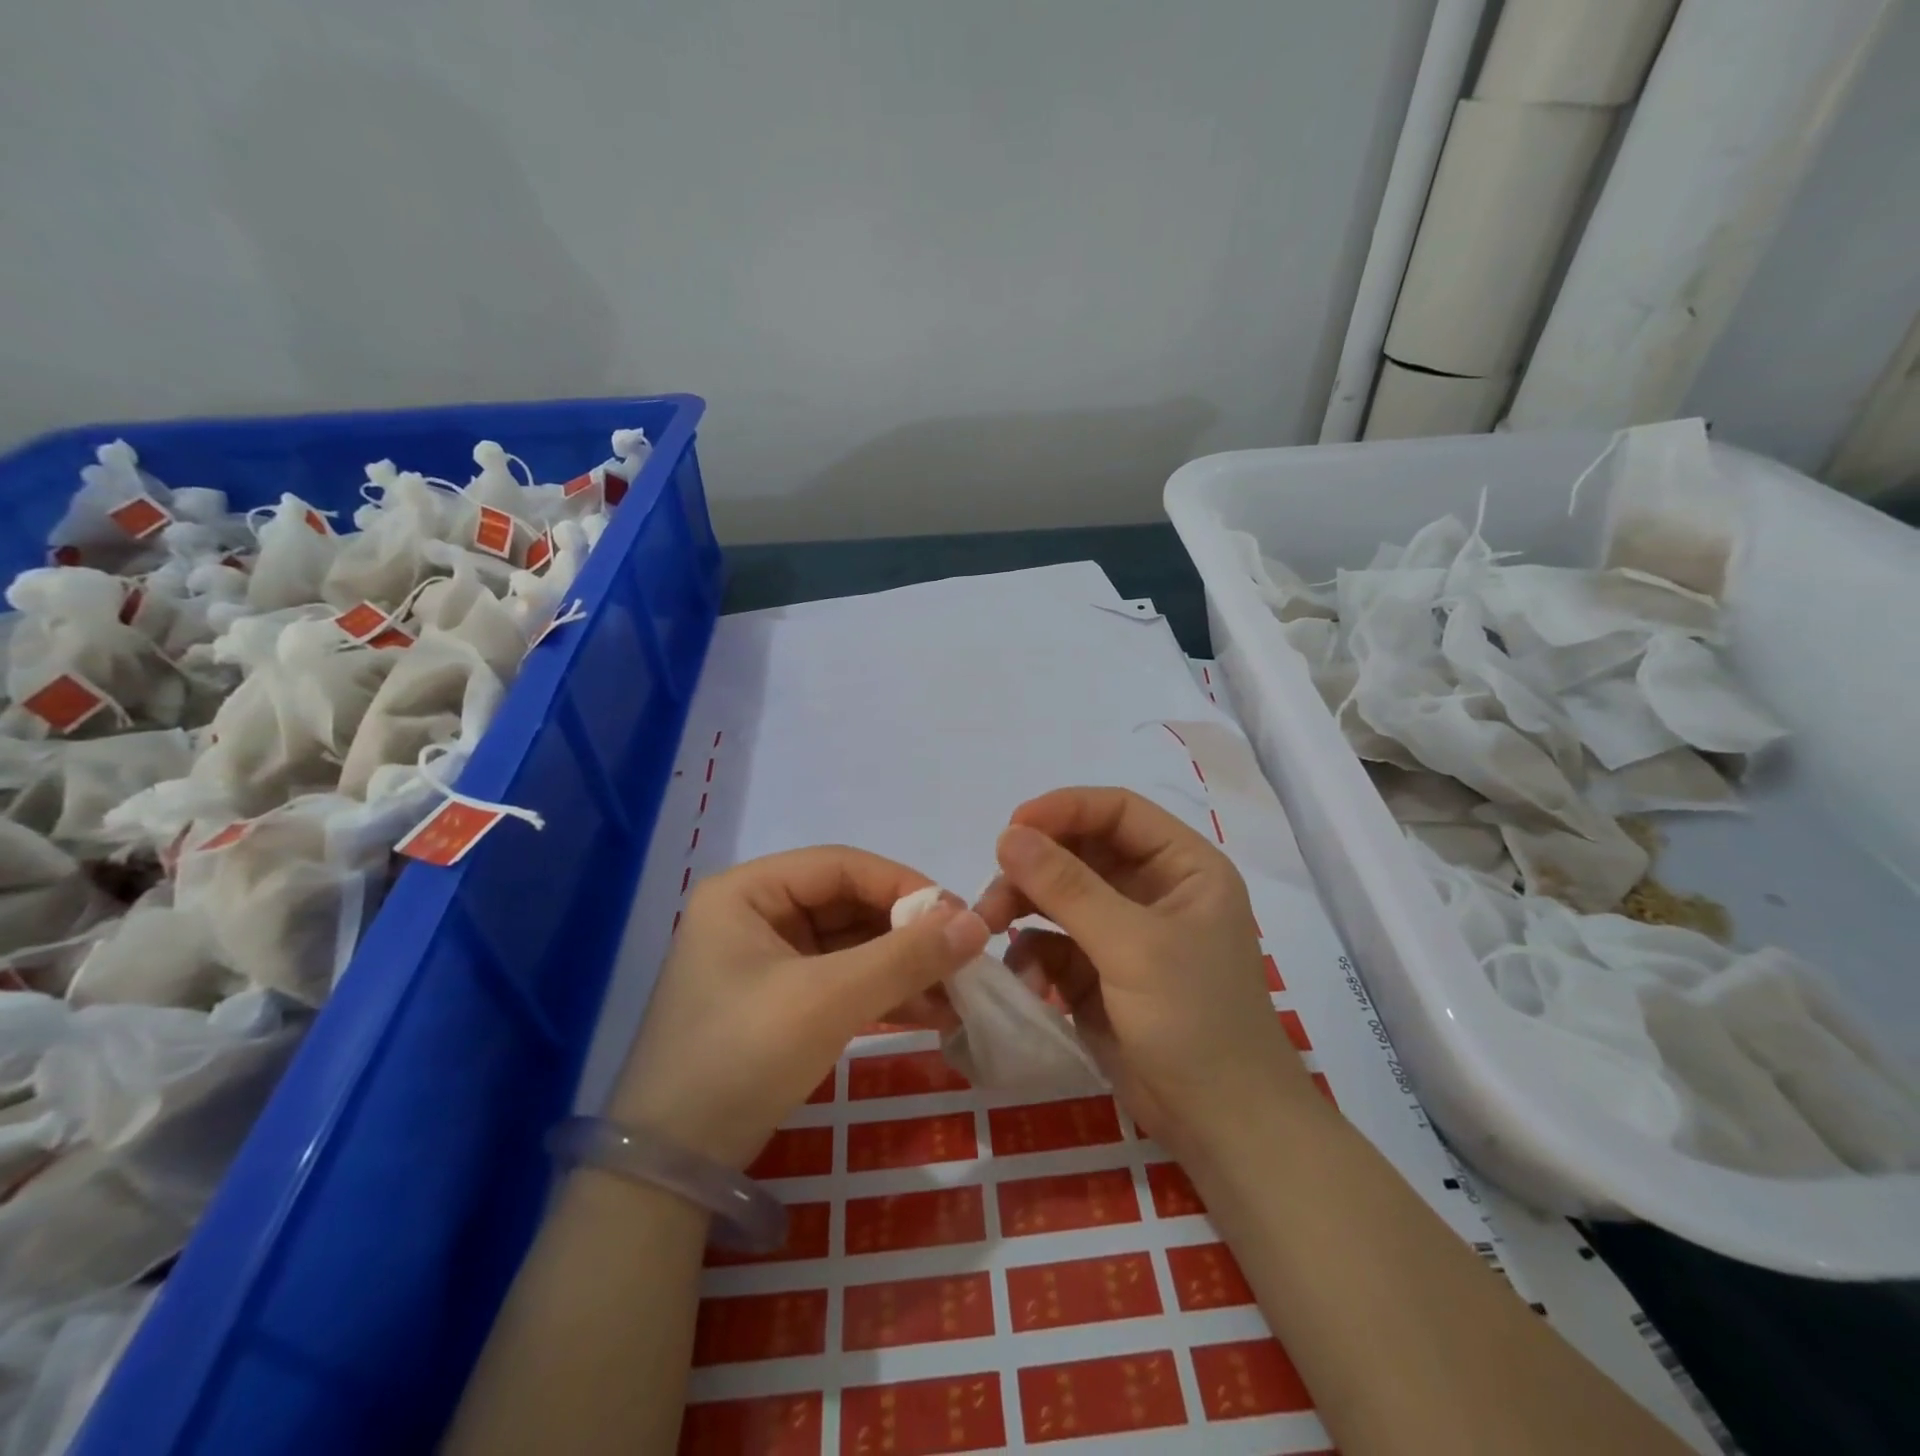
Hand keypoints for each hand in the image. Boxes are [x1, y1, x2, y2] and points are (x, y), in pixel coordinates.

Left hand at [610, 847, 988, 1167]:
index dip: (904, 885)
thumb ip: (906, 957)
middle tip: (965, 957)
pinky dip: (886, 994)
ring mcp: (768, 961)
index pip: (842, 866)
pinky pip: (843, 981)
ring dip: (905, 967)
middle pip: (849, 904)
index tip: (959, 918)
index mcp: (749, 891)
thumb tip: (978, 923)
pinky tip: (932, 1013)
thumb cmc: (743, 1056)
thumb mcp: (829, 1000)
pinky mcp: (782, 1002)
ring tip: (959, 992)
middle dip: (909, 933)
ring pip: (852, 945)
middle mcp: (756, 914)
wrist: (673, 1170)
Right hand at [975, 787, 1315, 1163]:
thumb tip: (1007, 834)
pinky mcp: (1099, 973)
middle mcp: (1153, 889)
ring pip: (1058, 896)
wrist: (1222, 1129)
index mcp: (1182, 866)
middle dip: (1034, 868)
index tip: (1011, 827)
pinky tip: (1027, 982)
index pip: (1117, 811)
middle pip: (1080, 852)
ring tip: (989, 929)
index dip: (1064, 810)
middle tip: (992, 895)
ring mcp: (1124, 932)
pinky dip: (1033, 955)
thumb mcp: (1131, 946)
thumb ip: (1067, 887)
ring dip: (1023, 908)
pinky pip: (1053, 943)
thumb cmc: (1195, 1020)